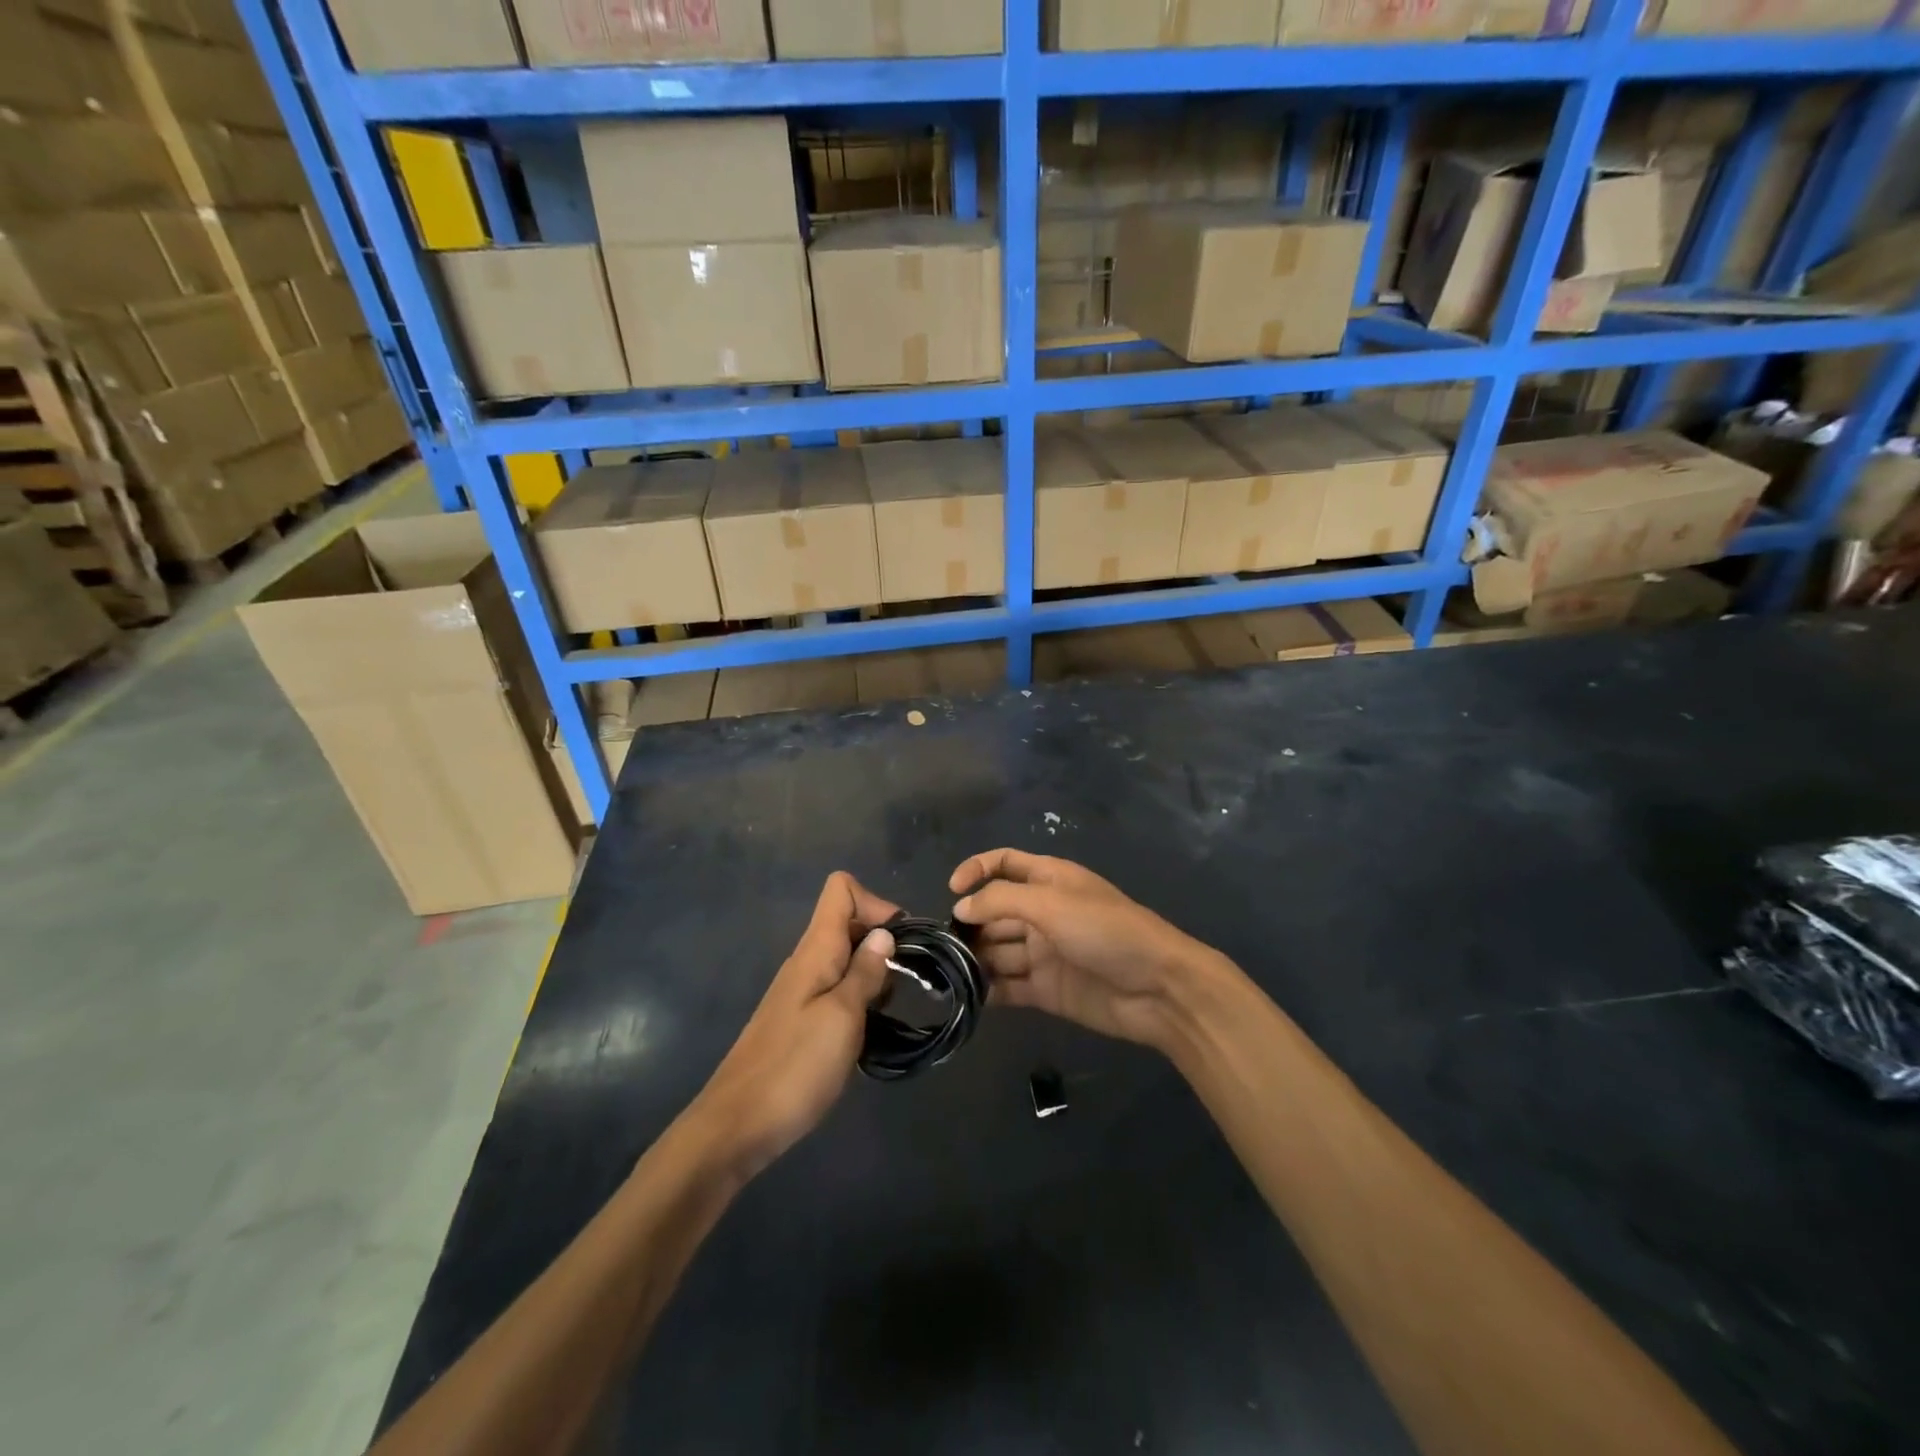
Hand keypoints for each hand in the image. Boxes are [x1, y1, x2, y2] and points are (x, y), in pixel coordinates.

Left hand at [689, 872, 898, 1178]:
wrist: (736, 1127)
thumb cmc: (795, 1068)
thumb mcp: (843, 1017)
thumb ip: (865, 972)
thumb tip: (884, 933)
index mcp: (815, 950)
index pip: (841, 889)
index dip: (875, 902)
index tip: (899, 941)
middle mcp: (806, 961)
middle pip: (848, 922)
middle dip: (882, 942)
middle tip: (903, 982)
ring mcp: (801, 991)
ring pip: (845, 959)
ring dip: (873, 976)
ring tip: (886, 1013)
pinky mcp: (799, 1020)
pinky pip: (836, 990)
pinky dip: (858, 1001)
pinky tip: (867, 1034)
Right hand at [949, 850, 1218, 1050]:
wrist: (1158, 989)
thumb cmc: (1106, 930)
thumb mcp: (1052, 903)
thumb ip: (1002, 900)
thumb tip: (961, 907)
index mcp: (1049, 879)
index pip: (1004, 863)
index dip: (976, 869)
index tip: (952, 891)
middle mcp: (1043, 912)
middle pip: (995, 912)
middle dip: (969, 924)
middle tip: (939, 945)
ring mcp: (1044, 952)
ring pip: (998, 951)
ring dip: (974, 959)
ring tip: (945, 973)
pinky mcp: (1046, 989)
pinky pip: (1009, 986)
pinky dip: (988, 990)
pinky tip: (965, 997)